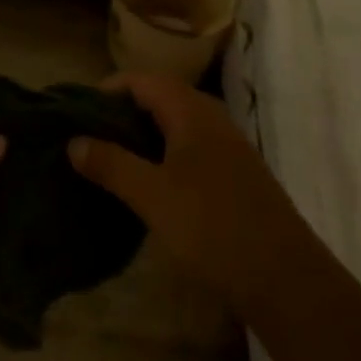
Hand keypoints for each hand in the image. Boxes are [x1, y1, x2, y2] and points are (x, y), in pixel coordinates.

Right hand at [68, 73, 288, 306]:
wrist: (286, 280)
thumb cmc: (213, 228)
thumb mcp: (152, 196)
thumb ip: (111, 164)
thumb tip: (74, 142)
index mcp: (193, 114)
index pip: (145, 80)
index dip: (110, 88)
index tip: (79, 110)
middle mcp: (213, 122)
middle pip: (162, 98)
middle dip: (124, 111)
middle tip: (90, 134)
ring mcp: (229, 150)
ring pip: (177, 126)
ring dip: (144, 135)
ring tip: (111, 158)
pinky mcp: (235, 178)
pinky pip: (190, 150)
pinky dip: (163, 155)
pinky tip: (148, 185)